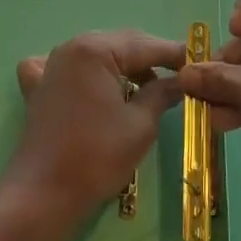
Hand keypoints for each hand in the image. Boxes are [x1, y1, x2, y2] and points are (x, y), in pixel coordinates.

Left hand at [10, 31, 184, 213]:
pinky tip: (96, 86)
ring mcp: (51, 66)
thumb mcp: (140, 124)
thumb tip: (180, 81)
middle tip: (180, 76)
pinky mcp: (40, 87)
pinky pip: (69, 68)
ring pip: (98, 55)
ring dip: (124, 66)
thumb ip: (162, 94)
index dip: (175, 54)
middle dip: (151, 59)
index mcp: (95, 50)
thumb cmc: (96, 156)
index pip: (145, 45)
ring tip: (150, 87)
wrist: (43, 195)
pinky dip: (88, 72)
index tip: (200, 62)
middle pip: (121, 45)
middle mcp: (71, 48)